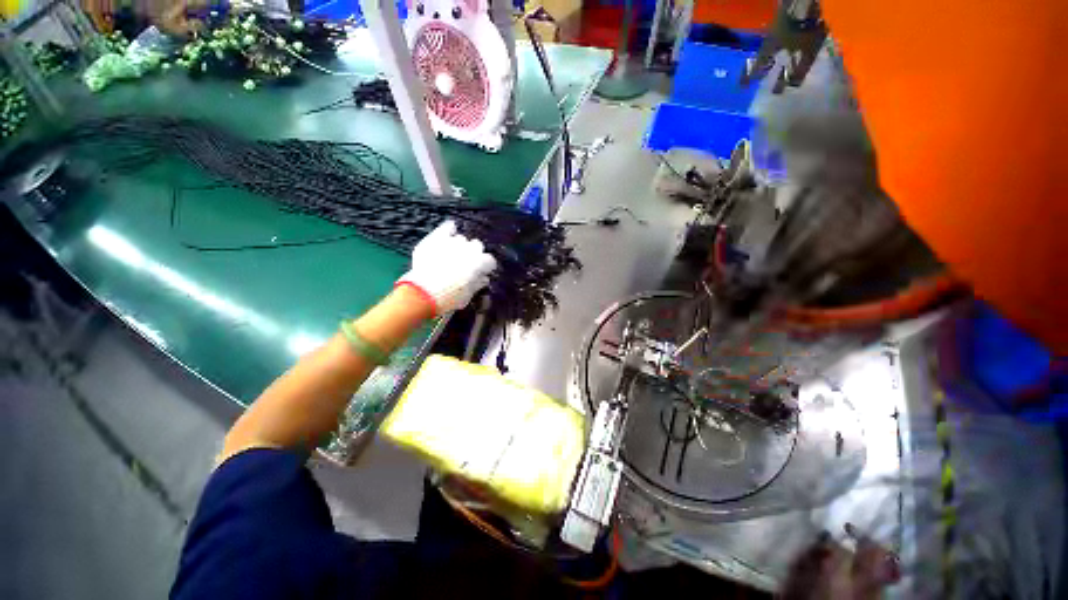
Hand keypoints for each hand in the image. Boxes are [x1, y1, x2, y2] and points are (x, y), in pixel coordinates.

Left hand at [397, 221, 497, 314]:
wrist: (423, 292)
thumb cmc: (449, 297)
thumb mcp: (467, 296)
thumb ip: (477, 284)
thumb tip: (483, 278)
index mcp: (480, 263)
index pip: (490, 261)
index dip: (486, 267)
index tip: (482, 273)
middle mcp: (470, 249)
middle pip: (477, 246)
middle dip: (474, 254)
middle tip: (466, 264)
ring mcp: (453, 242)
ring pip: (461, 239)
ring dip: (460, 246)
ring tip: (452, 254)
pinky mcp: (437, 238)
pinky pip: (447, 227)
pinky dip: (449, 229)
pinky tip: (450, 230)